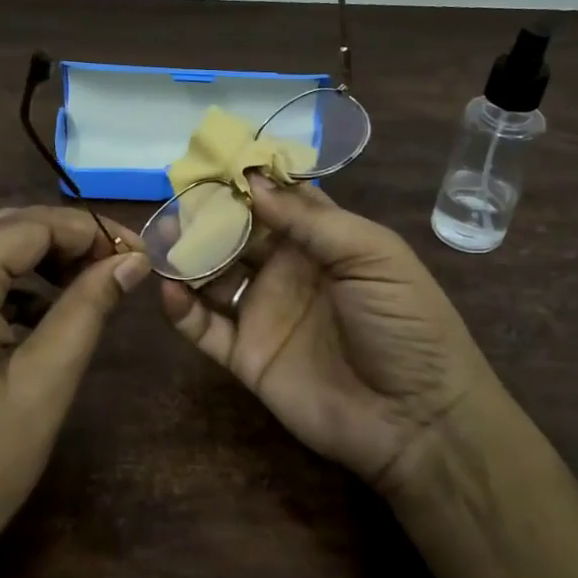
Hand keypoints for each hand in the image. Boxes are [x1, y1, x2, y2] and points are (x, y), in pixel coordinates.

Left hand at [0, 206, 150, 553]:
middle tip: (111, 268)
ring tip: (78, 285)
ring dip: (26, 254)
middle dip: (59, 239)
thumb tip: (133, 260)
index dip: (88, 233)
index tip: (136, 252)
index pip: (28, 226)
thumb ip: (88, 309)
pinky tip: (32, 311)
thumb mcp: (45, 384)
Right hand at [161, 177, 503, 492]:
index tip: (210, 159)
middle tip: (174, 200)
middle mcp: (288, 271)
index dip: (247, 181)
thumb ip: (310, 220)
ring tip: (160, 241)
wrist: (416, 418)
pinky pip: (205, 329)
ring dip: (187, 257)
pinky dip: (182, 310)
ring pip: (213, 276)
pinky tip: (170, 290)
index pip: (277, 200)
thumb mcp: (372, 256)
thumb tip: (251, 180)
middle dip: (207, 215)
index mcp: (323, 241)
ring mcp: (264, 313)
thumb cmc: (405, 324)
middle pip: (237, 234)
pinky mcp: (246, 356)